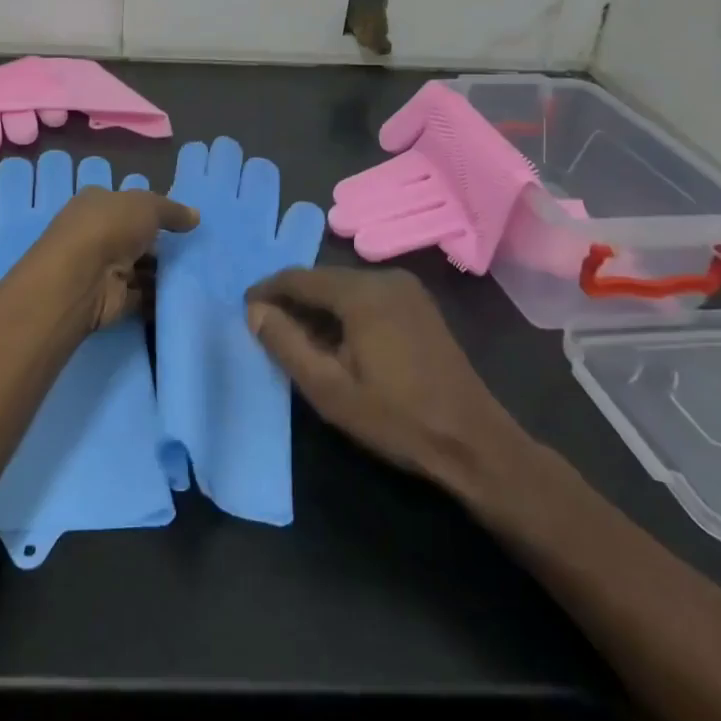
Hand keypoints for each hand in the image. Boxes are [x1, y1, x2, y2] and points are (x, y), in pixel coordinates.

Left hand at [30, 183, 198, 333]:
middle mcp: (95, 234)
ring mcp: (102, 268)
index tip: (180, 223)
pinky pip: (141, 296)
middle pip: (133, 238)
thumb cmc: (110, 227)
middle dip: (158, 245)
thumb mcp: (147, 206)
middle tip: (191, 250)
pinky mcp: (111, 299)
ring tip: (193, 273)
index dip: (151, 212)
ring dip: (160, 273)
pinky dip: (157, 298)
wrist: (82, 278)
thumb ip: (172, 211)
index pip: (126, 204)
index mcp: (96, 204)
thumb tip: (195, 216)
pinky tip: (181, 296)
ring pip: (138, 268)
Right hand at [245, 267, 525, 491]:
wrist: (474, 443)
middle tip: (267, 328)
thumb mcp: (329, 389)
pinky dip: (343, 311)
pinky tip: (336, 340)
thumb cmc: (396, 418)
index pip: (298, 278)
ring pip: (344, 287)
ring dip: (318, 307)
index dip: (267, 291)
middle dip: (292, 300)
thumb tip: (254, 311)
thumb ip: (286, 344)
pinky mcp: (418, 305)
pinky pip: (366, 295)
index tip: (245, 310)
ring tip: (296, 338)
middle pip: (322, 279)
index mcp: (361, 292)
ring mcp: (406, 289)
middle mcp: (383, 278)